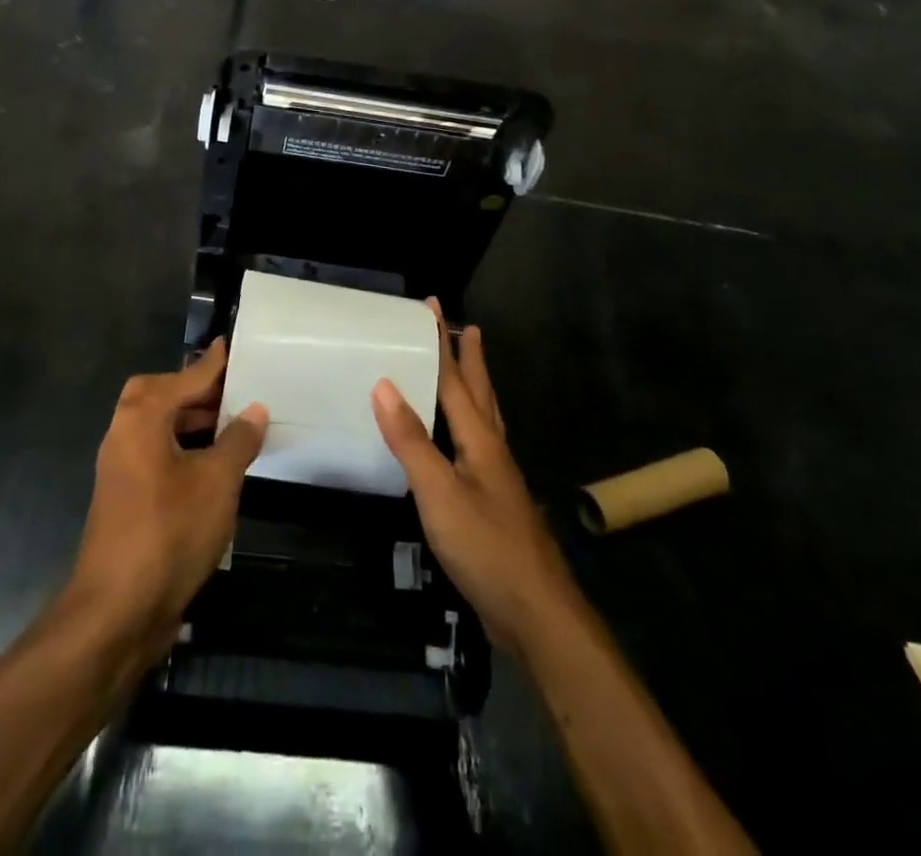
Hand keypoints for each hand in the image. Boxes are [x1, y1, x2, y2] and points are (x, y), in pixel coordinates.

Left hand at [64, 340, 267, 661]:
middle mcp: (124, 436)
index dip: (210, 364)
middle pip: (157, 396)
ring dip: (191, 422)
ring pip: (156, 428)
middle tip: (232, 392)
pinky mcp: (126, 500)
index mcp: (141, 419)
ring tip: (232, 426)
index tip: (229, 346)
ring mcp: (121, 470)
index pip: (183, 379)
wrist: (116, 611)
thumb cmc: (169, 532)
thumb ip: (238, 440)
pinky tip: (215, 467)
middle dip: (193, 391)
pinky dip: (183, 449)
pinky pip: (156, 455)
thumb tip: (253, 410)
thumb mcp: (217, 481)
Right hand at [371, 303, 579, 655]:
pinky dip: (468, 425)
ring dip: (475, 387)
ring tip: (470, 367)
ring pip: (485, 418)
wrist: (536, 613)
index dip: (442, 342)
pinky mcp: (493, 503)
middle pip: (480, 392)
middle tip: (464, 326)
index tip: (433, 306)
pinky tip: (460, 439)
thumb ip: (411, 440)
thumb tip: (384, 384)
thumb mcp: (439, 492)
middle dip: (469, 357)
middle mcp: (492, 449)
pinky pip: (478, 446)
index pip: (455, 379)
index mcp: (479, 439)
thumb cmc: (486, 546)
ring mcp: (497, 478)